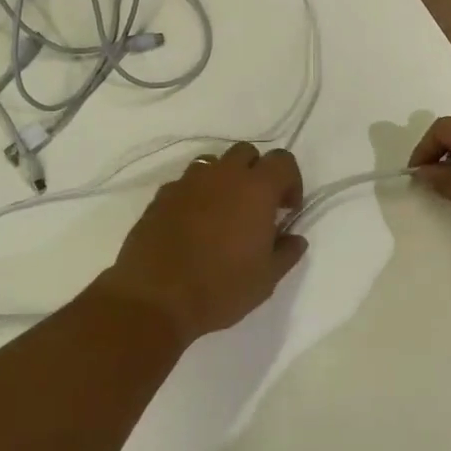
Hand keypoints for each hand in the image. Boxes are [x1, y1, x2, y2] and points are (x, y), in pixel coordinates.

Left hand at [97, 143, 306, 342]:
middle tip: (256, 207)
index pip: (282, 160)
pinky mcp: (161, 195)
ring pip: (213, 163)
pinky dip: (196, 195)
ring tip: (223, 214)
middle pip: (246, 152)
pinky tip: (193, 225)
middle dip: (256, 172)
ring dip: (224, 180)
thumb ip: (286, 252)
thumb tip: (295, 238)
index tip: (286, 209)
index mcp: (255, 189)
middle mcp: (222, 175)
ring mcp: (188, 182)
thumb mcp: (266, 279)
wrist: (155, 298)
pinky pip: (186, 183)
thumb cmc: (221, 288)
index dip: (290, 181)